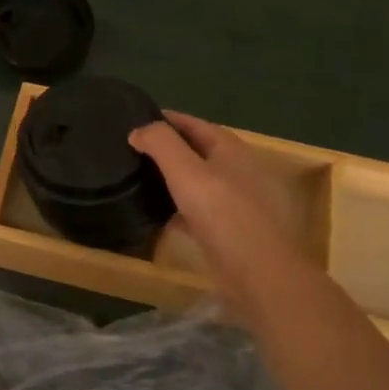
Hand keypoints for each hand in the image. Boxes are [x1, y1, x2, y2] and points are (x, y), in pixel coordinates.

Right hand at [131, 111, 317, 328]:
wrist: (258, 272)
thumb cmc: (223, 214)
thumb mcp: (187, 171)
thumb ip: (161, 144)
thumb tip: (138, 130)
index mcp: (229, 149)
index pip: (194, 124)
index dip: (166, 119)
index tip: (135, 118)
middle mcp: (234, 170)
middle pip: (195, 151)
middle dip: (166, 147)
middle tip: (130, 148)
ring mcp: (232, 202)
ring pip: (195, 182)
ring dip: (170, 178)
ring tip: (136, 177)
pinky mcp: (225, 230)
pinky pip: (195, 211)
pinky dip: (175, 207)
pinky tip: (154, 213)